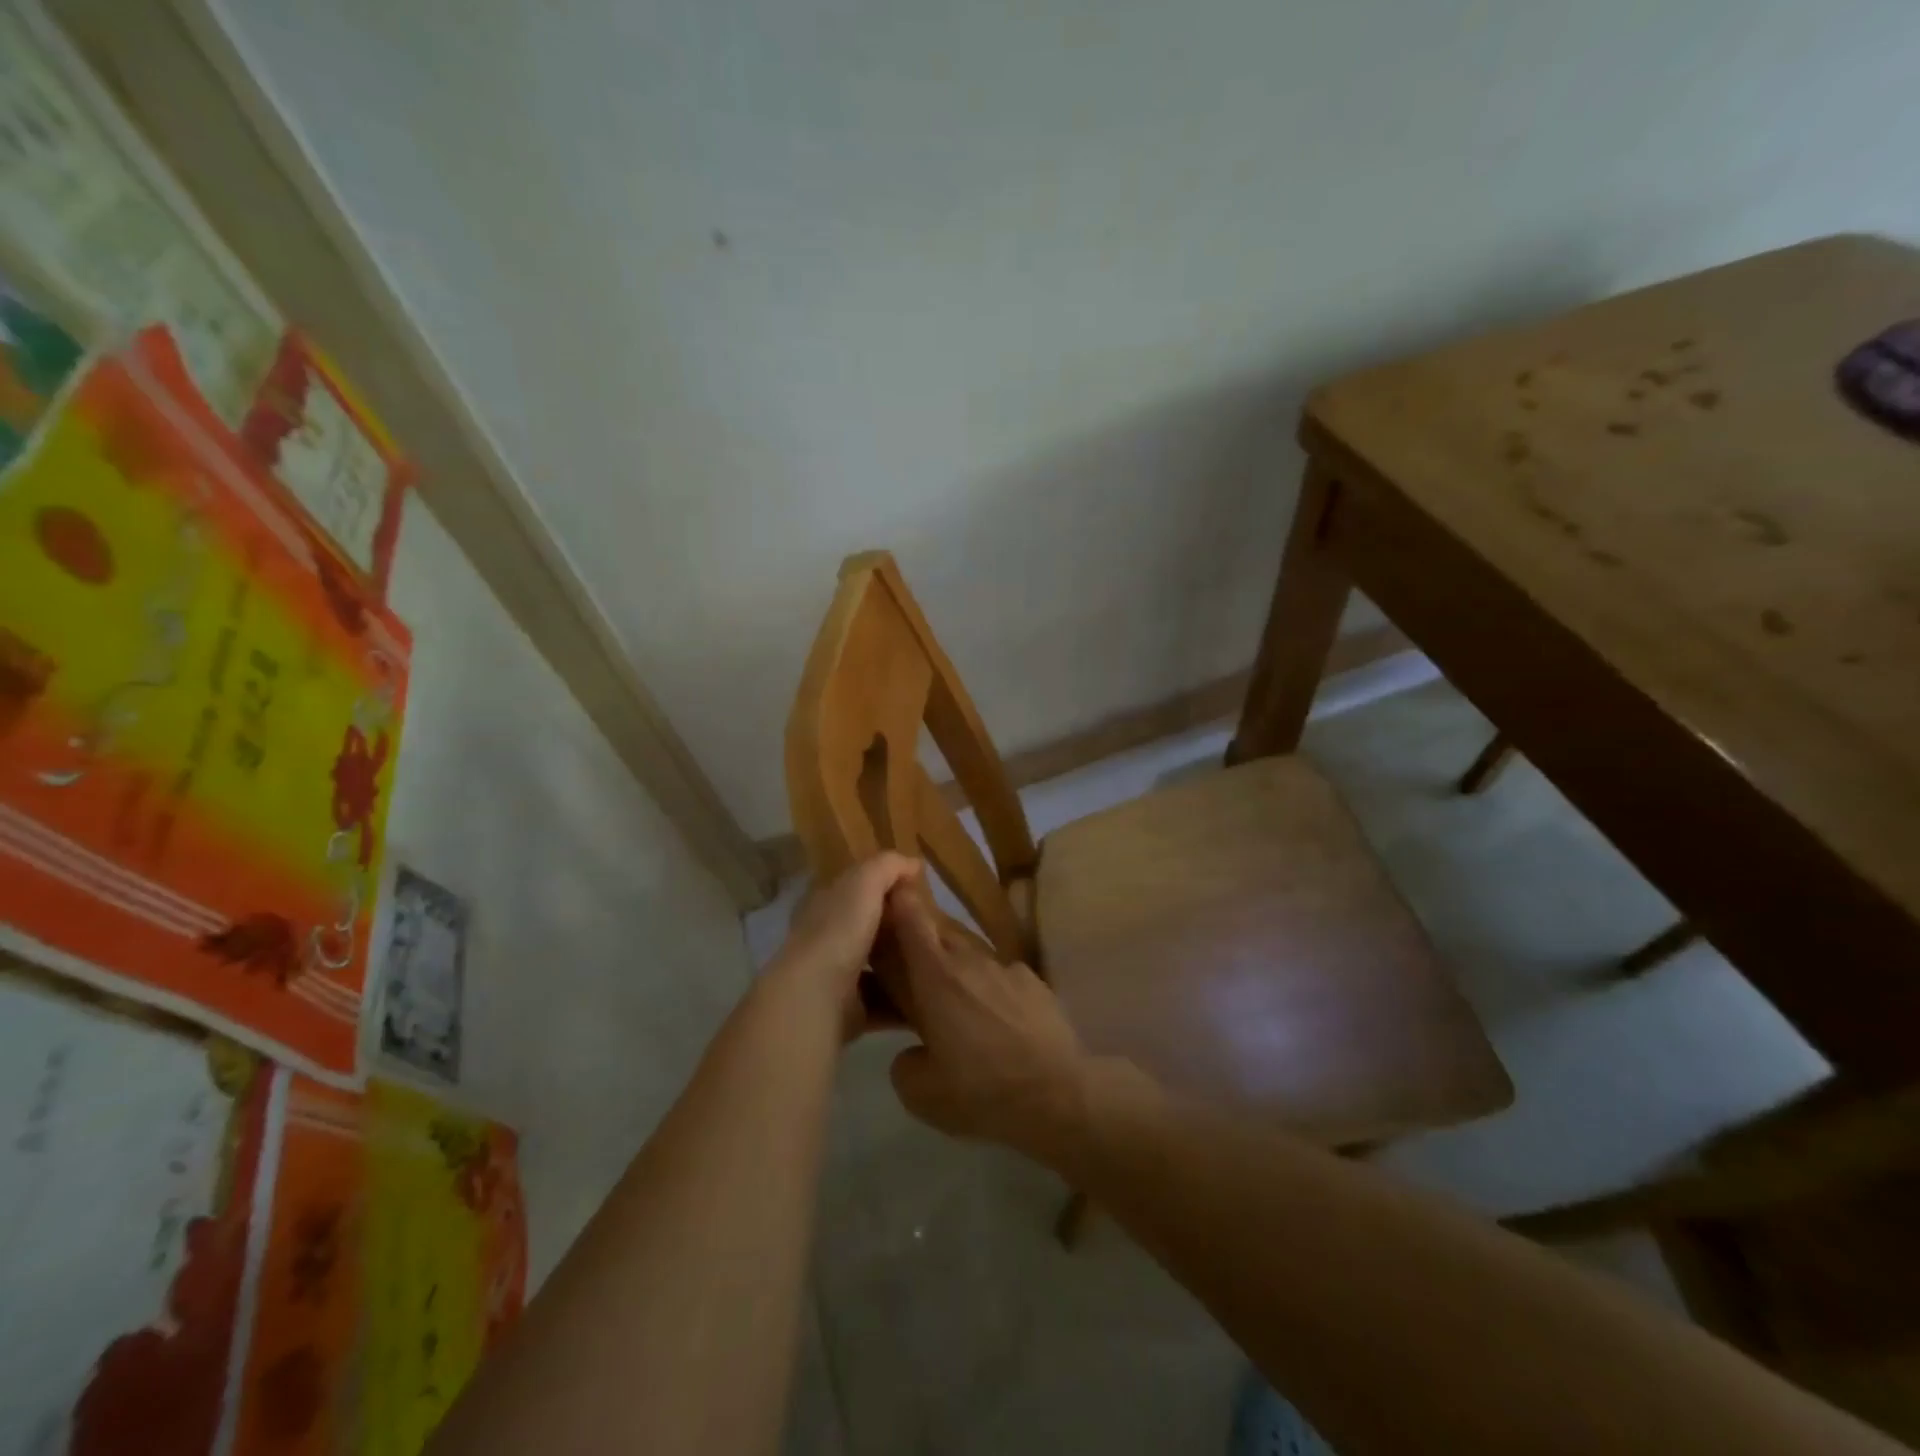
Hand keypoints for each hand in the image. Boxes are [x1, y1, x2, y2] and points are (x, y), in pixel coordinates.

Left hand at [769, 853, 922, 1038]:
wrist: (818, 994)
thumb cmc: (840, 929)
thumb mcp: (865, 881)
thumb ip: (888, 865)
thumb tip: (912, 863)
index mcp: (826, 904)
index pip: (856, 890)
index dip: (885, 886)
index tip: (919, 892)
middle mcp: (827, 939)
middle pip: (868, 929)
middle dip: (897, 929)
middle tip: (935, 929)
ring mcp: (836, 978)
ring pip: (876, 967)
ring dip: (902, 967)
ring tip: (937, 964)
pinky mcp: (849, 1012)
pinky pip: (884, 1004)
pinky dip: (904, 1003)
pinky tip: (930, 998)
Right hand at [883, 876, 1090, 1161]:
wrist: (1058, 1095)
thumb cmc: (981, 1090)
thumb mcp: (920, 1093)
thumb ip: (904, 1062)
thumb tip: (912, 1052)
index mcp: (935, 977)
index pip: (911, 920)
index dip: (899, 901)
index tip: (889, 894)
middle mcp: (969, 961)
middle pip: (939, 937)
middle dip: (924, 948)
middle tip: (916, 977)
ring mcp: (1006, 968)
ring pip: (972, 960)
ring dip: (960, 975)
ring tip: (961, 1013)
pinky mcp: (1035, 982)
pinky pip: (1002, 978)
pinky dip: (993, 993)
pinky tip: (1000, 1025)